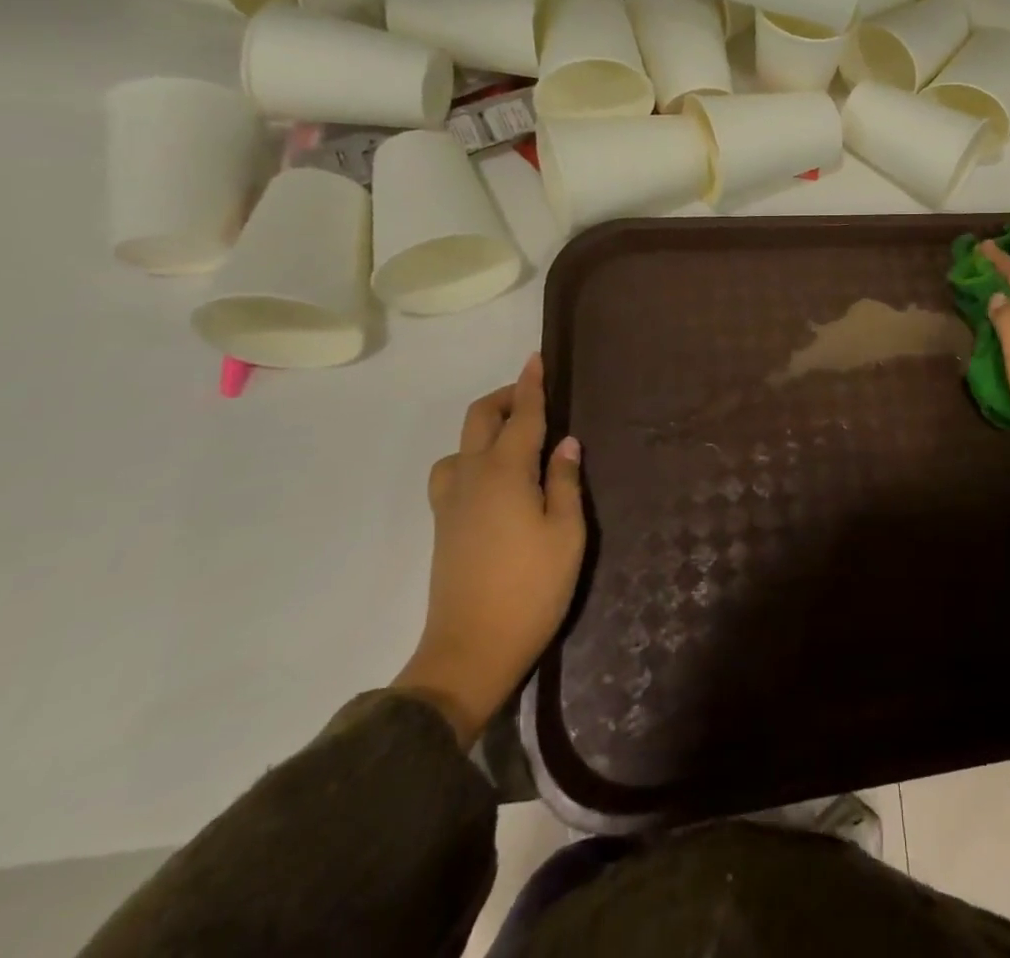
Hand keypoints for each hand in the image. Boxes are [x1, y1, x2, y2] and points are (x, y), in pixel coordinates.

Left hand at [392, 354, 585, 745]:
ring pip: (460, 445)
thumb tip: (565, 442)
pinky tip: (494, 479)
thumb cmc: (531, 588)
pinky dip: (472, 457)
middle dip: (505, 398)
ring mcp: (451, 502)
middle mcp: (472, 477)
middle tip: (533, 397)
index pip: (521, 415)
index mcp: (506, 473)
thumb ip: (564, 481)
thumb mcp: (567, 533)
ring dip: (485, 429)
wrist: (470, 651)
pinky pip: (452, 471)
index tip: (537, 358)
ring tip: (515, 440)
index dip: (531, 385)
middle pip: (480, 419)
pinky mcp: (443, 526)